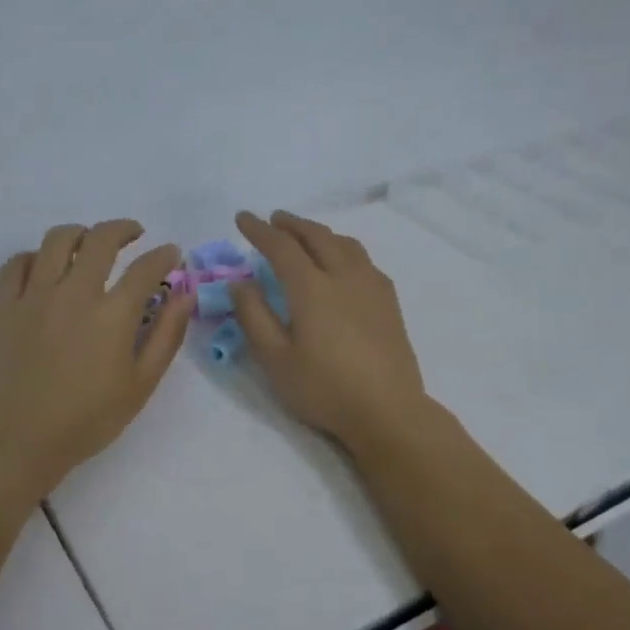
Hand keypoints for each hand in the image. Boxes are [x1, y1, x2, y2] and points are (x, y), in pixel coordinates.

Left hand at [0, 220, 191, 500]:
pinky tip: (45, 268)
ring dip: (80, 233)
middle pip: (101, 239)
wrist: (17, 440)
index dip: (164, 256)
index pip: (146, 268)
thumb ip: (167, 335)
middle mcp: (74, 293)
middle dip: (124, 229)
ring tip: (89, 243)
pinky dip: (36, 257)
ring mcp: (34, 295)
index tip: (171, 255)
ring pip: (57, 240)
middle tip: (134, 235)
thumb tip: (185, 295)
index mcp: (113, 314)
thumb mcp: (141, 385)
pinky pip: (18, 262)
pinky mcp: (3, 304)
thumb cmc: (87, 420)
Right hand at [229, 210, 431, 457]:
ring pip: (345, 244)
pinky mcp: (389, 302)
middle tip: (273, 220)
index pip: (281, 247)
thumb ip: (254, 317)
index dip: (259, 230)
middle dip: (292, 224)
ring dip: (320, 232)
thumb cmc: (324, 389)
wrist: (387, 411)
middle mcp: (344, 276)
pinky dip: (344, 249)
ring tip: (306, 235)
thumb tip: (240, 282)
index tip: (242, 218)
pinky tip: (343, 263)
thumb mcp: (275, 360)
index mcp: (312, 288)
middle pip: (317, 236)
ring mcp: (371, 287)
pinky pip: (364, 260)